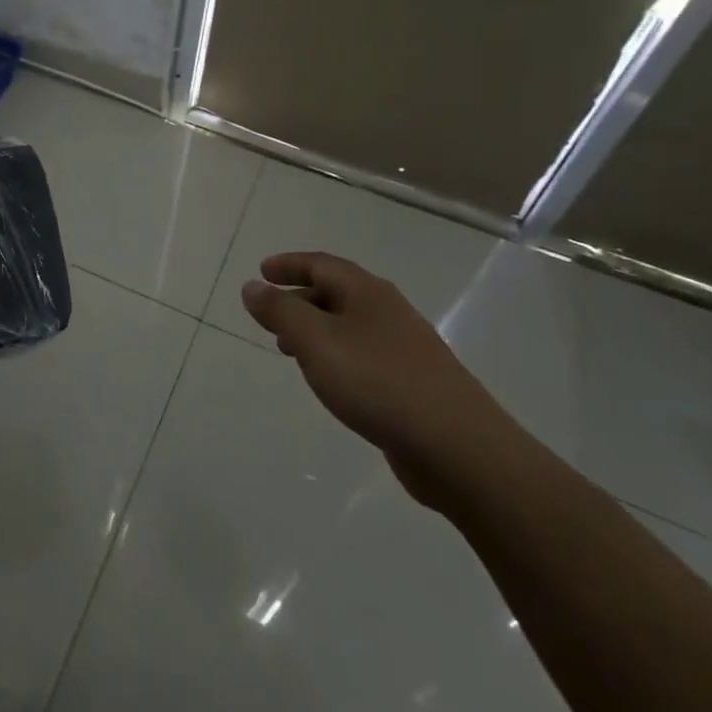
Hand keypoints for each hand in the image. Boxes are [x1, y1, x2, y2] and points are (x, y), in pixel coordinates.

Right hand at [243, 251, 518, 510]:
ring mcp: (405, 347)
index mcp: (366, 291)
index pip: (320, 264)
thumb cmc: (378, 382)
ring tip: (290, 352)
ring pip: (349, 325)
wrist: (459, 448)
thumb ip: (281, 311)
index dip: (288, 265)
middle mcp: (387, 310)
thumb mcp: (316, 341)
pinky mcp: (414, 382)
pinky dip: (337, 356)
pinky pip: (363, 354)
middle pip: (336, 292)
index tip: (261, 272)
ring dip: (316, 330)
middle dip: (299, 299)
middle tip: (270, 316)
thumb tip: (252, 286)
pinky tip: (331, 382)